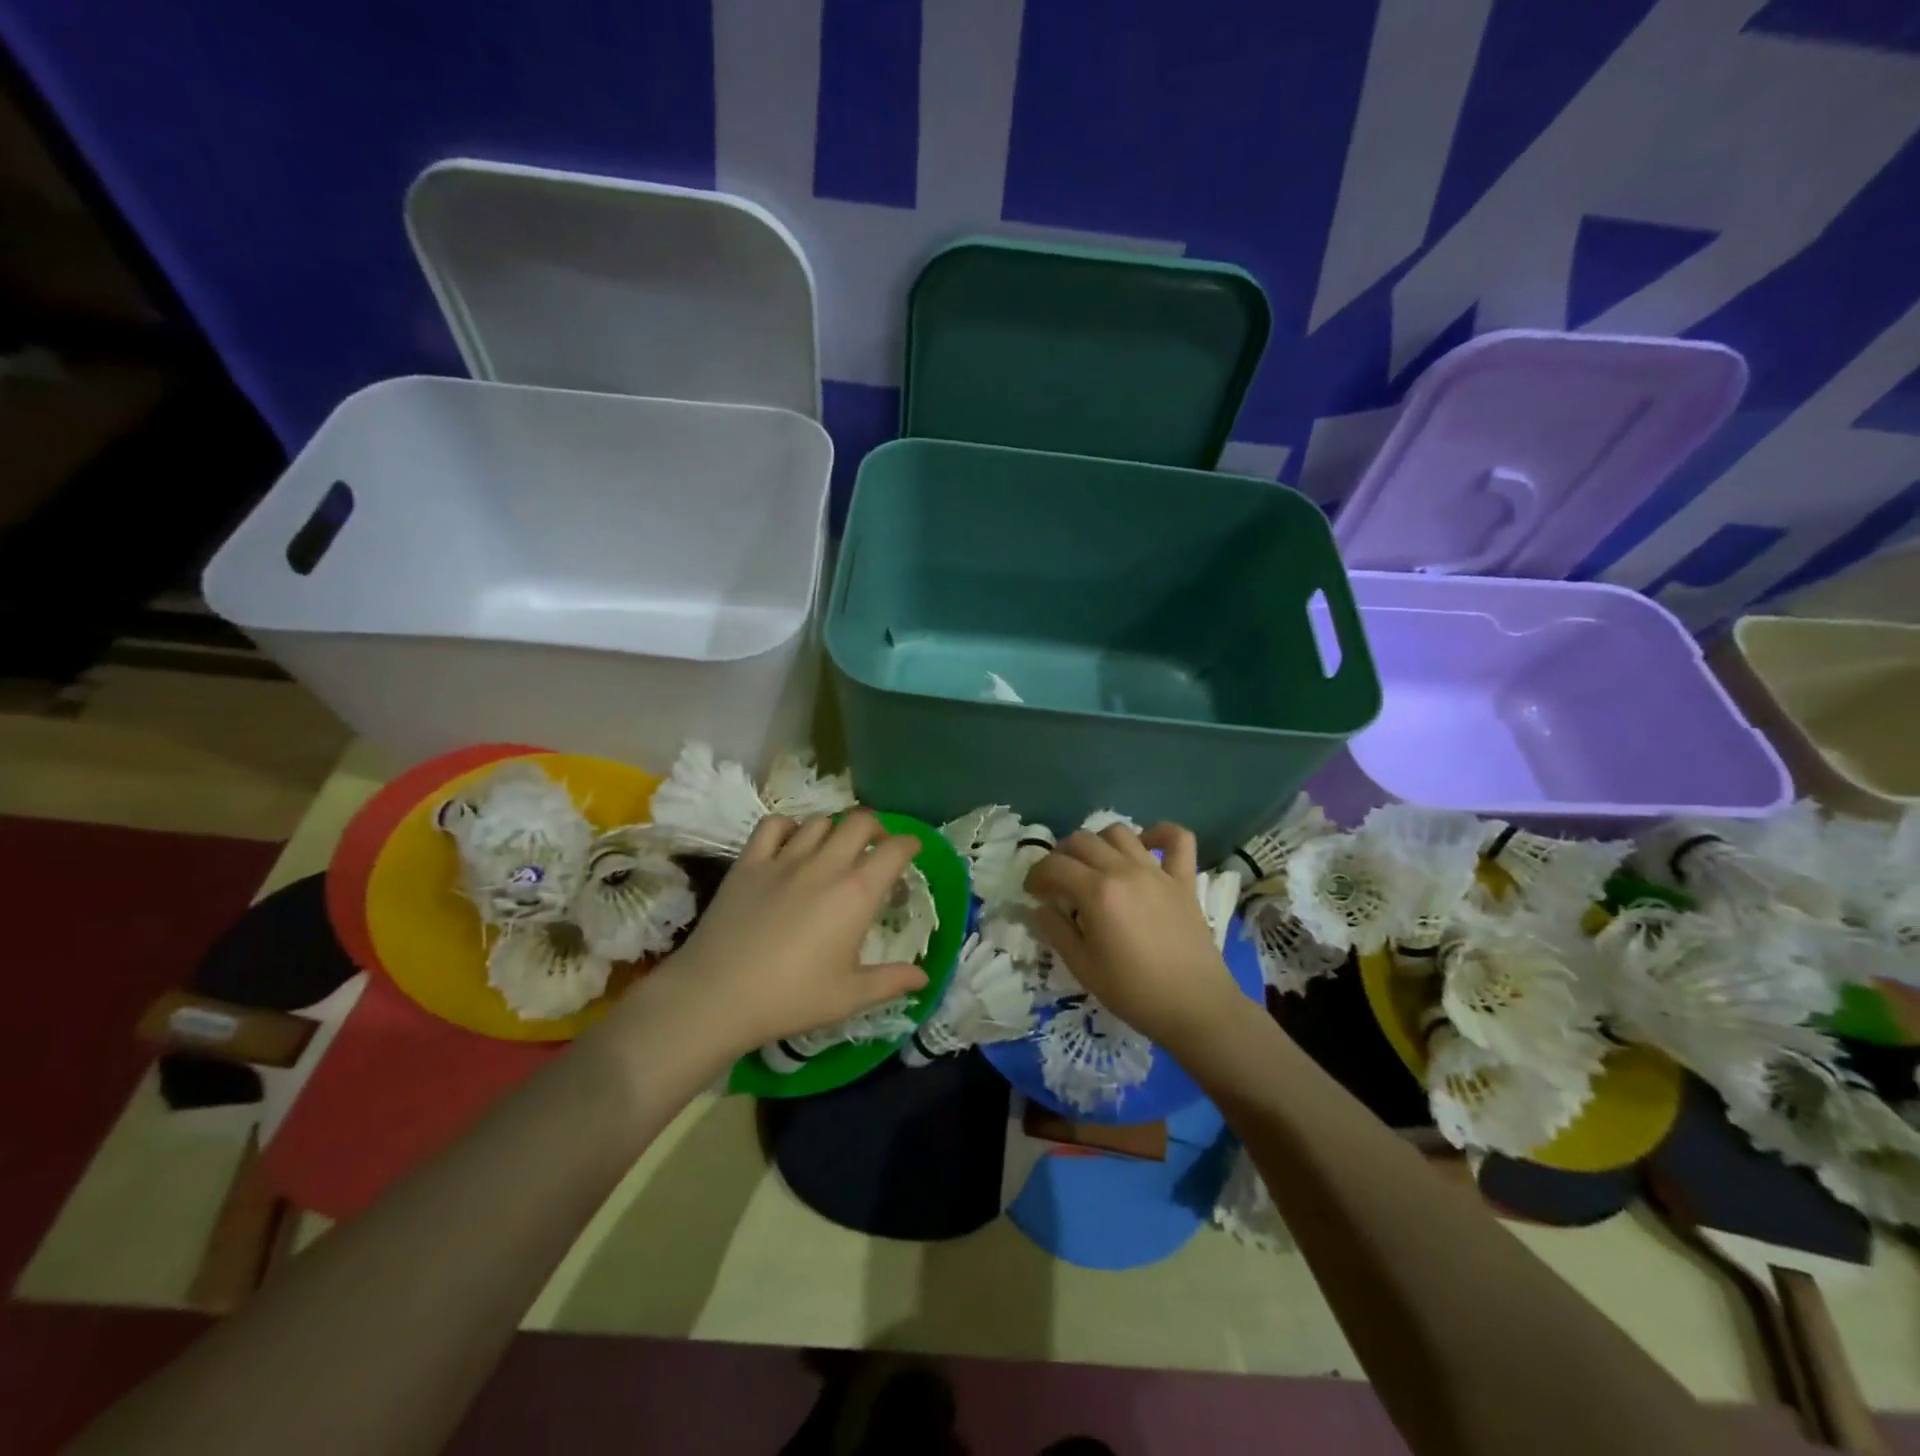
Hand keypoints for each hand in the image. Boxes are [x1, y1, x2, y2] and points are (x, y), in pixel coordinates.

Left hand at [632, 811, 928, 1060]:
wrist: (718, 995)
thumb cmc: (791, 997)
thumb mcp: (849, 996)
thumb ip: (891, 981)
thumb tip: (924, 976)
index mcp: (856, 893)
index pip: (894, 850)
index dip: (909, 844)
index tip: (912, 850)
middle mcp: (825, 865)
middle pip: (860, 822)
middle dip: (876, 828)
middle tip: (876, 846)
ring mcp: (784, 859)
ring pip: (819, 821)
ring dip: (835, 829)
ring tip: (834, 847)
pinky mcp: (749, 862)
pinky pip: (773, 825)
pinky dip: (788, 827)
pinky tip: (790, 842)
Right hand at [1025, 822, 1243, 1048]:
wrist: (1195, 1008)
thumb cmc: (1133, 992)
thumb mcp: (1082, 967)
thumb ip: (1055, 930)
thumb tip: (1039, 907)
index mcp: (1097, 892)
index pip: (1054, 865)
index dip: (1036, 875)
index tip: (1033, 893)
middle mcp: (1124, 870)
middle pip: (1082, 840)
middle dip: (1061, 856)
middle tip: (1058, 882)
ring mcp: (1157, 871)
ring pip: (1119, 832)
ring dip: (1099, 842)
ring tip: (1094, 865)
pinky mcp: (1183, 879)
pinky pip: (1177, 838)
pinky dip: (1159, 833)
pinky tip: (1145, 845)